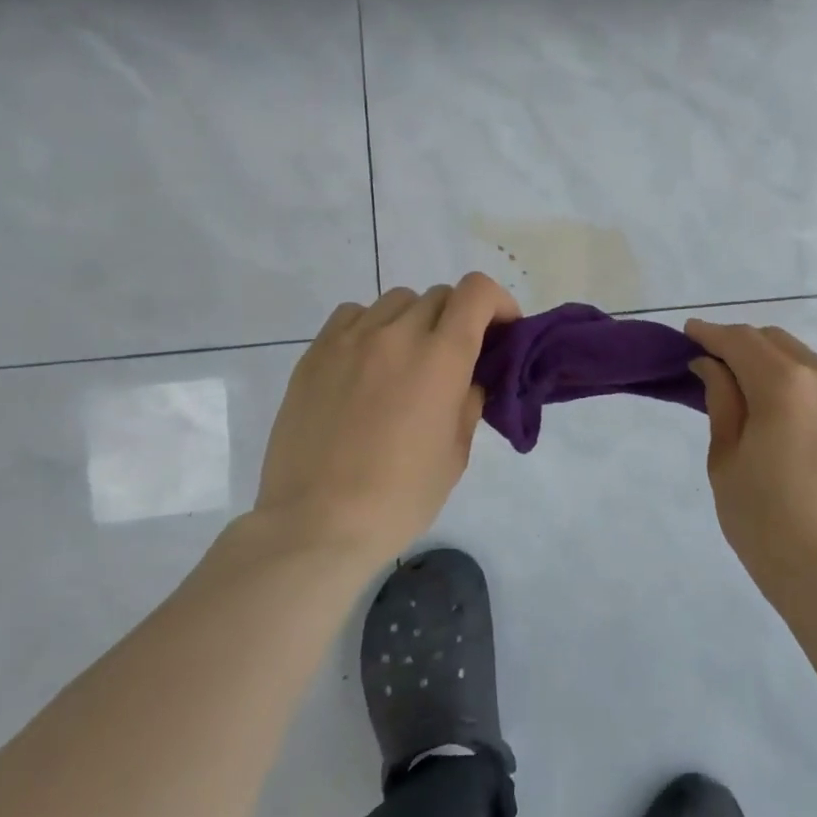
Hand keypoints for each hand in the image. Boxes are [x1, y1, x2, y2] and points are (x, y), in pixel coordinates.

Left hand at [251, 274, 520, 568]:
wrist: (316, 524)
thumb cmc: (399, 497)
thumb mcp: (455, 454)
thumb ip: (468, 403)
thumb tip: (469, 380)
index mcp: (441, 358)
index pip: (477, 292)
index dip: (497, 303)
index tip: (501, 332)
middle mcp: (397, 335)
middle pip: (440, 295)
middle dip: (459, 318)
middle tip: (456, 358)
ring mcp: (350, 340)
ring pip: (396, 301)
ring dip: (415, 321)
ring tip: (408, 361)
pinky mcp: (315, 353)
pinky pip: (353, 315)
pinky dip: (372, 326)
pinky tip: (368, 363)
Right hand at [685, 320, 816, 606]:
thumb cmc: (766, 522)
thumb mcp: (726, 459)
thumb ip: (721, 400)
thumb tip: (713, 365)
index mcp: (786, 383)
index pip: (740, 340)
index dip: (711, 333)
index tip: (690, 334)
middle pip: (777, 342)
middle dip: (744, 347)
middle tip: (719, 368)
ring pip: (810, 363)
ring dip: (780, 368)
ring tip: (761, 398)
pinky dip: (811, 391)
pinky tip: (799, 423)